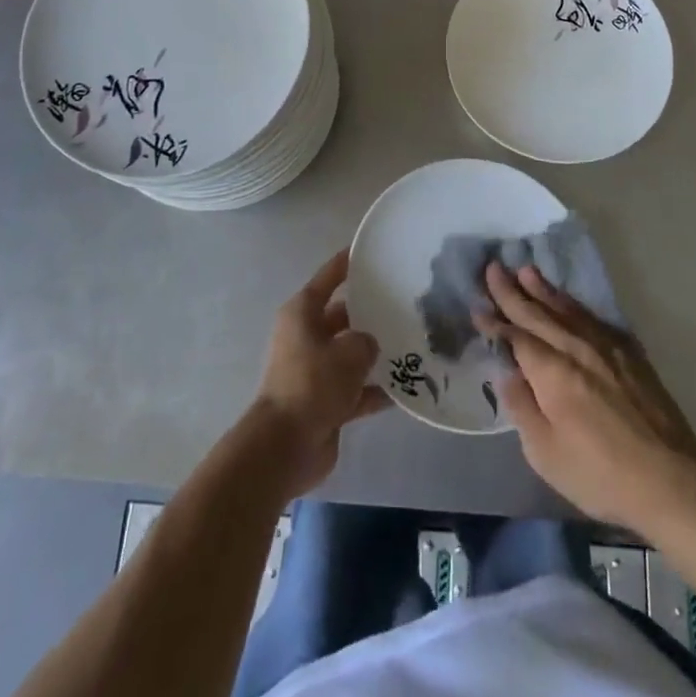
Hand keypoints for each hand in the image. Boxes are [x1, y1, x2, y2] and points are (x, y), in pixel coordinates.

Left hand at [249, 248, 387, 498]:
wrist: (285, 446)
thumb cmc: (313, 383)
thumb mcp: (349, 352)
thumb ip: (366, 341)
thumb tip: (369, 346)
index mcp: (302, 313)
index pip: (328, 278)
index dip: (347, 263)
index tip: (369, 251)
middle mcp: (306, 336)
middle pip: (342, 316)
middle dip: (368, 313)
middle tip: (403, 304)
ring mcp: (314, 371)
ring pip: (350, 353)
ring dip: (374, 354)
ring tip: (410, 344)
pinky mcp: (323, 402)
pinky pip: (355, 389)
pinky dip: (374, 390)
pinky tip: (404, 390)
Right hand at [478, 262, 695, 528]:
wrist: (671, 479)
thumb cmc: (600, 474)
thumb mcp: (546, 454)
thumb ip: (522, 408)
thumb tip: (507, 373)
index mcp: (552, 371)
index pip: (516, 337)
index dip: (495, 321)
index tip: (477, 305)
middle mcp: (575, 347)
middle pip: (538, 313)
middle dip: (512, 291)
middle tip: (494, 268)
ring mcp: (605, 346)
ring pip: (566, 309)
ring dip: (543, 289)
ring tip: (526, 271)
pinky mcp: (629, 352)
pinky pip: (592, 317)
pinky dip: (574, 304)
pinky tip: (568, 300)